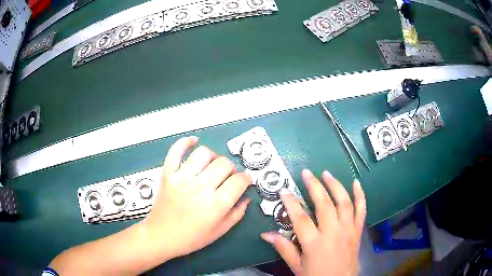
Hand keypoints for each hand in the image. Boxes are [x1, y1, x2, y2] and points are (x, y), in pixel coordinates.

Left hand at [141, 136, 251, 260]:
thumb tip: (246, 197)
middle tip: (227, 177)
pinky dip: (185, 142)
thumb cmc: (191, 238)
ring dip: (213, 157)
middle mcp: (200, 187)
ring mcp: (182, 178)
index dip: (246, 179)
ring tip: (211, 166)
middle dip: (231, 169)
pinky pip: (176, 151)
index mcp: (215, 204)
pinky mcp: (168, 174)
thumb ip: (237, 213)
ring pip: (204, 153)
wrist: (161, 236)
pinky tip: (193, 142)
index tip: (244, 182)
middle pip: (224, 164)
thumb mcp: (219, 231)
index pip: (239, 181)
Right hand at [261, 169, 365, 275]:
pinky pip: (361, 210)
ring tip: (327, 173)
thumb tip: (265, 234)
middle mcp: (333, 233)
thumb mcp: (296, 266)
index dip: (290, 203)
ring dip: (335, 185)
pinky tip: (356, 183)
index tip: (283, 191)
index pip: (300, 218)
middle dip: (314, 186)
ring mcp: (348, 230)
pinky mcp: (357, 231)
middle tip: (306, 173)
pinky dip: (360, 195)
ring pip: (344, 202)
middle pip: (324, 204)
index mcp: (314, 244)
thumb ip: (283, 248)